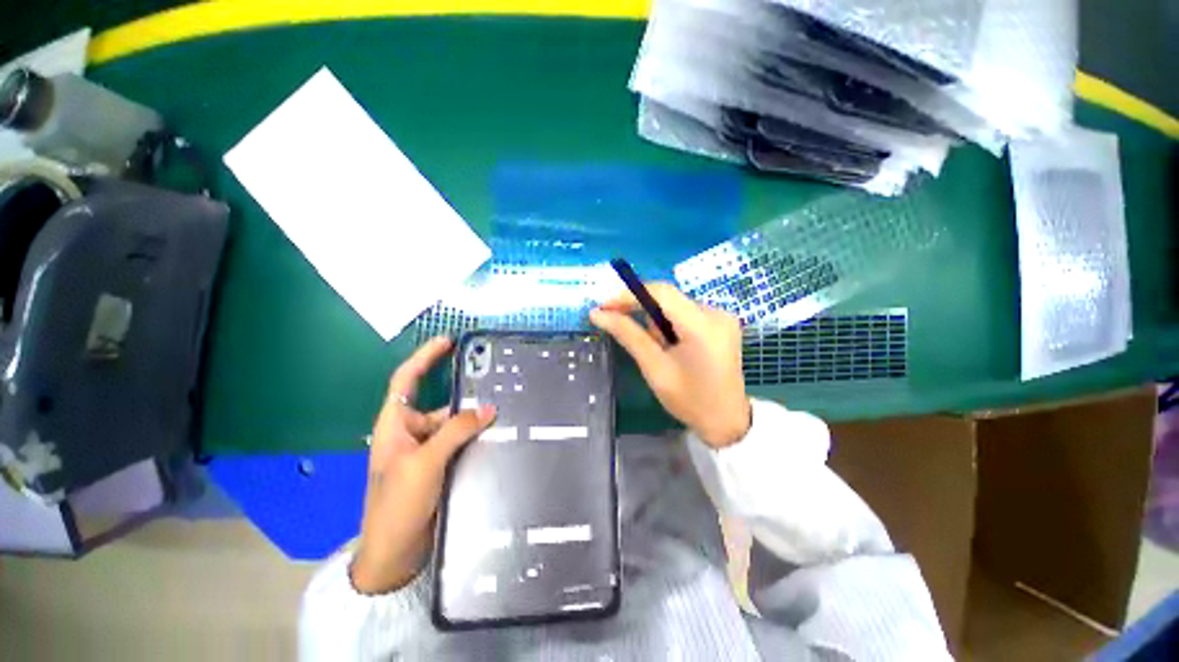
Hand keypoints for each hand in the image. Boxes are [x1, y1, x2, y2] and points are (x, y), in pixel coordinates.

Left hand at [351, 337, 496, 594]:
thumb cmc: (397, 503)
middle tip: (494, 385)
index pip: (406, 380)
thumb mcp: (424, 462)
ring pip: (454, 424)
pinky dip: (476, 436)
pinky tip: (497, 435)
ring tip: (502, 413)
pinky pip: (461, 441)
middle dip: (463, 395)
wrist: (396, 552)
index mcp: (395, 424)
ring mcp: (427, 450)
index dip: (424, 357)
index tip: (447, 341)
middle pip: (439, 403)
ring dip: (473, 419)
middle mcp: (411, 432)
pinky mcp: (441, 465)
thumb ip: (456, 431)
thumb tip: (488, 408)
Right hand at [590, 283, 751, 447]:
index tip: (605, 307)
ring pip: (676, 307)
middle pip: (669, 299)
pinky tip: (675, 349)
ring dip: (660, 324)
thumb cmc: (689, 400)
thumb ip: (628, 335)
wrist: (727, 422)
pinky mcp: (724, 323)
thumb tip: (598, 314)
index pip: (662, 293)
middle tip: (634, 338)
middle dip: (646, 315)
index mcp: (702, 326)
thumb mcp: (654, 368)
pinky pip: (687, 314)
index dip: (630, 295)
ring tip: (663, 353)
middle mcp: (717, 313)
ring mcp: (723, 317)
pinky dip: (673, 326)